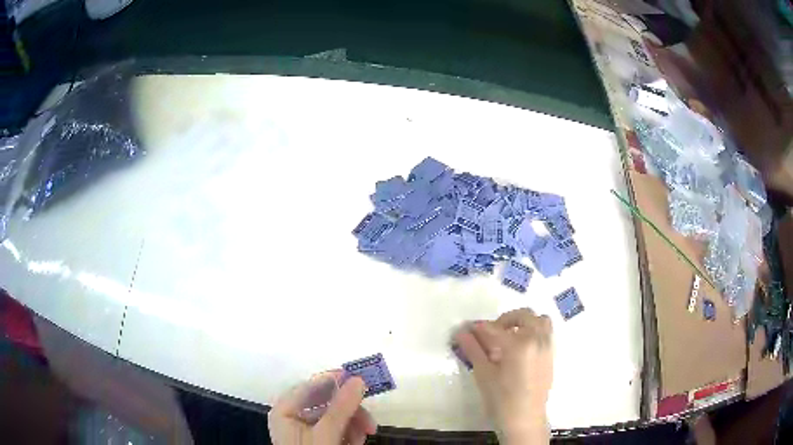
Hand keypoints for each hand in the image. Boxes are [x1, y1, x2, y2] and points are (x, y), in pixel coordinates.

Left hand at [268, 371, 376, 444]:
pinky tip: (358, 441)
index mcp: (285, 410)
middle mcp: (293, 416)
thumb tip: (358, 379)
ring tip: (367, 435)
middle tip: (371, 421)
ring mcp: (305, 429)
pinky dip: (350, 433)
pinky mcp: (317, 440)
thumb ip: (341, 407)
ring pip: (334, 416)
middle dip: (350, 410)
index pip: (310, 386)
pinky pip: (336, 429)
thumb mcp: (327, 434)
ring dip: (354, 423)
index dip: (334, 380)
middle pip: (325, 402)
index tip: (359, 378)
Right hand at [454, 308, 552, 443]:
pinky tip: (519, 349)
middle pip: (522, 315)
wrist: (525, 420)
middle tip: (488, 335)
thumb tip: (461, 332)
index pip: (494, 328)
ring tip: (508, 337)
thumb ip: (473, 350)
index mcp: (520, 344)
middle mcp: (538, 339)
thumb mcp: (484, 374)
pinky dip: (533, 330)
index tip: (465, 330)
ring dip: (523, 322)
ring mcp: (548, 346)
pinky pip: (545, 332)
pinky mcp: (551, 354)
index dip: (477, 328)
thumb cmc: (502, 399)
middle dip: (503, 320)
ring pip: (538, 320)